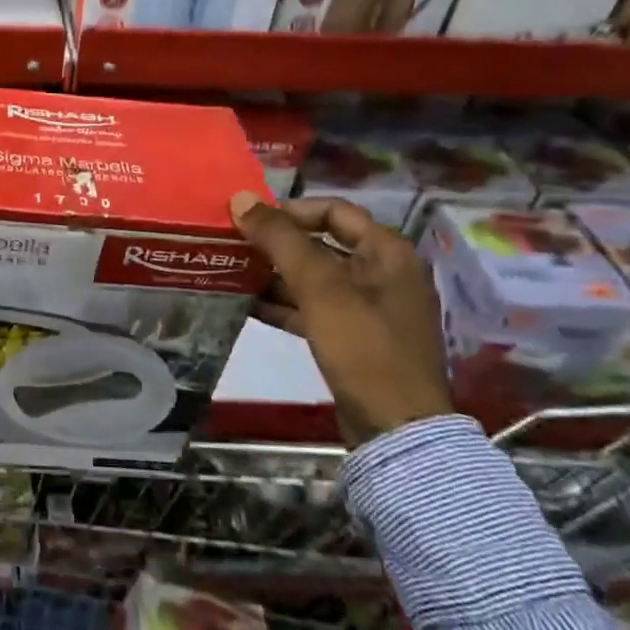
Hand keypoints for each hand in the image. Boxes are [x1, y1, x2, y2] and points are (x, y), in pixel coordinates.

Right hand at [228, 194, 451, 445]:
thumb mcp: (320, 288)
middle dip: (277, 245)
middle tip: (235, 244)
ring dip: (275, 275)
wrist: (397, 431)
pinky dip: (283, 304)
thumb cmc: (364, 347)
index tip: (250, 220)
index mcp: (387, 253)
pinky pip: (313, 309)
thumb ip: (280, 239)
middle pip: (321, 245)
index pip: (334, 211)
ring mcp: (369, 310)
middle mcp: (383, 274)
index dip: (290, 211)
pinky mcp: (354, 340)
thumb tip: (240, 198)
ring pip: (314, 279)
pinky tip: (247, 304)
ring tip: (232, 272)